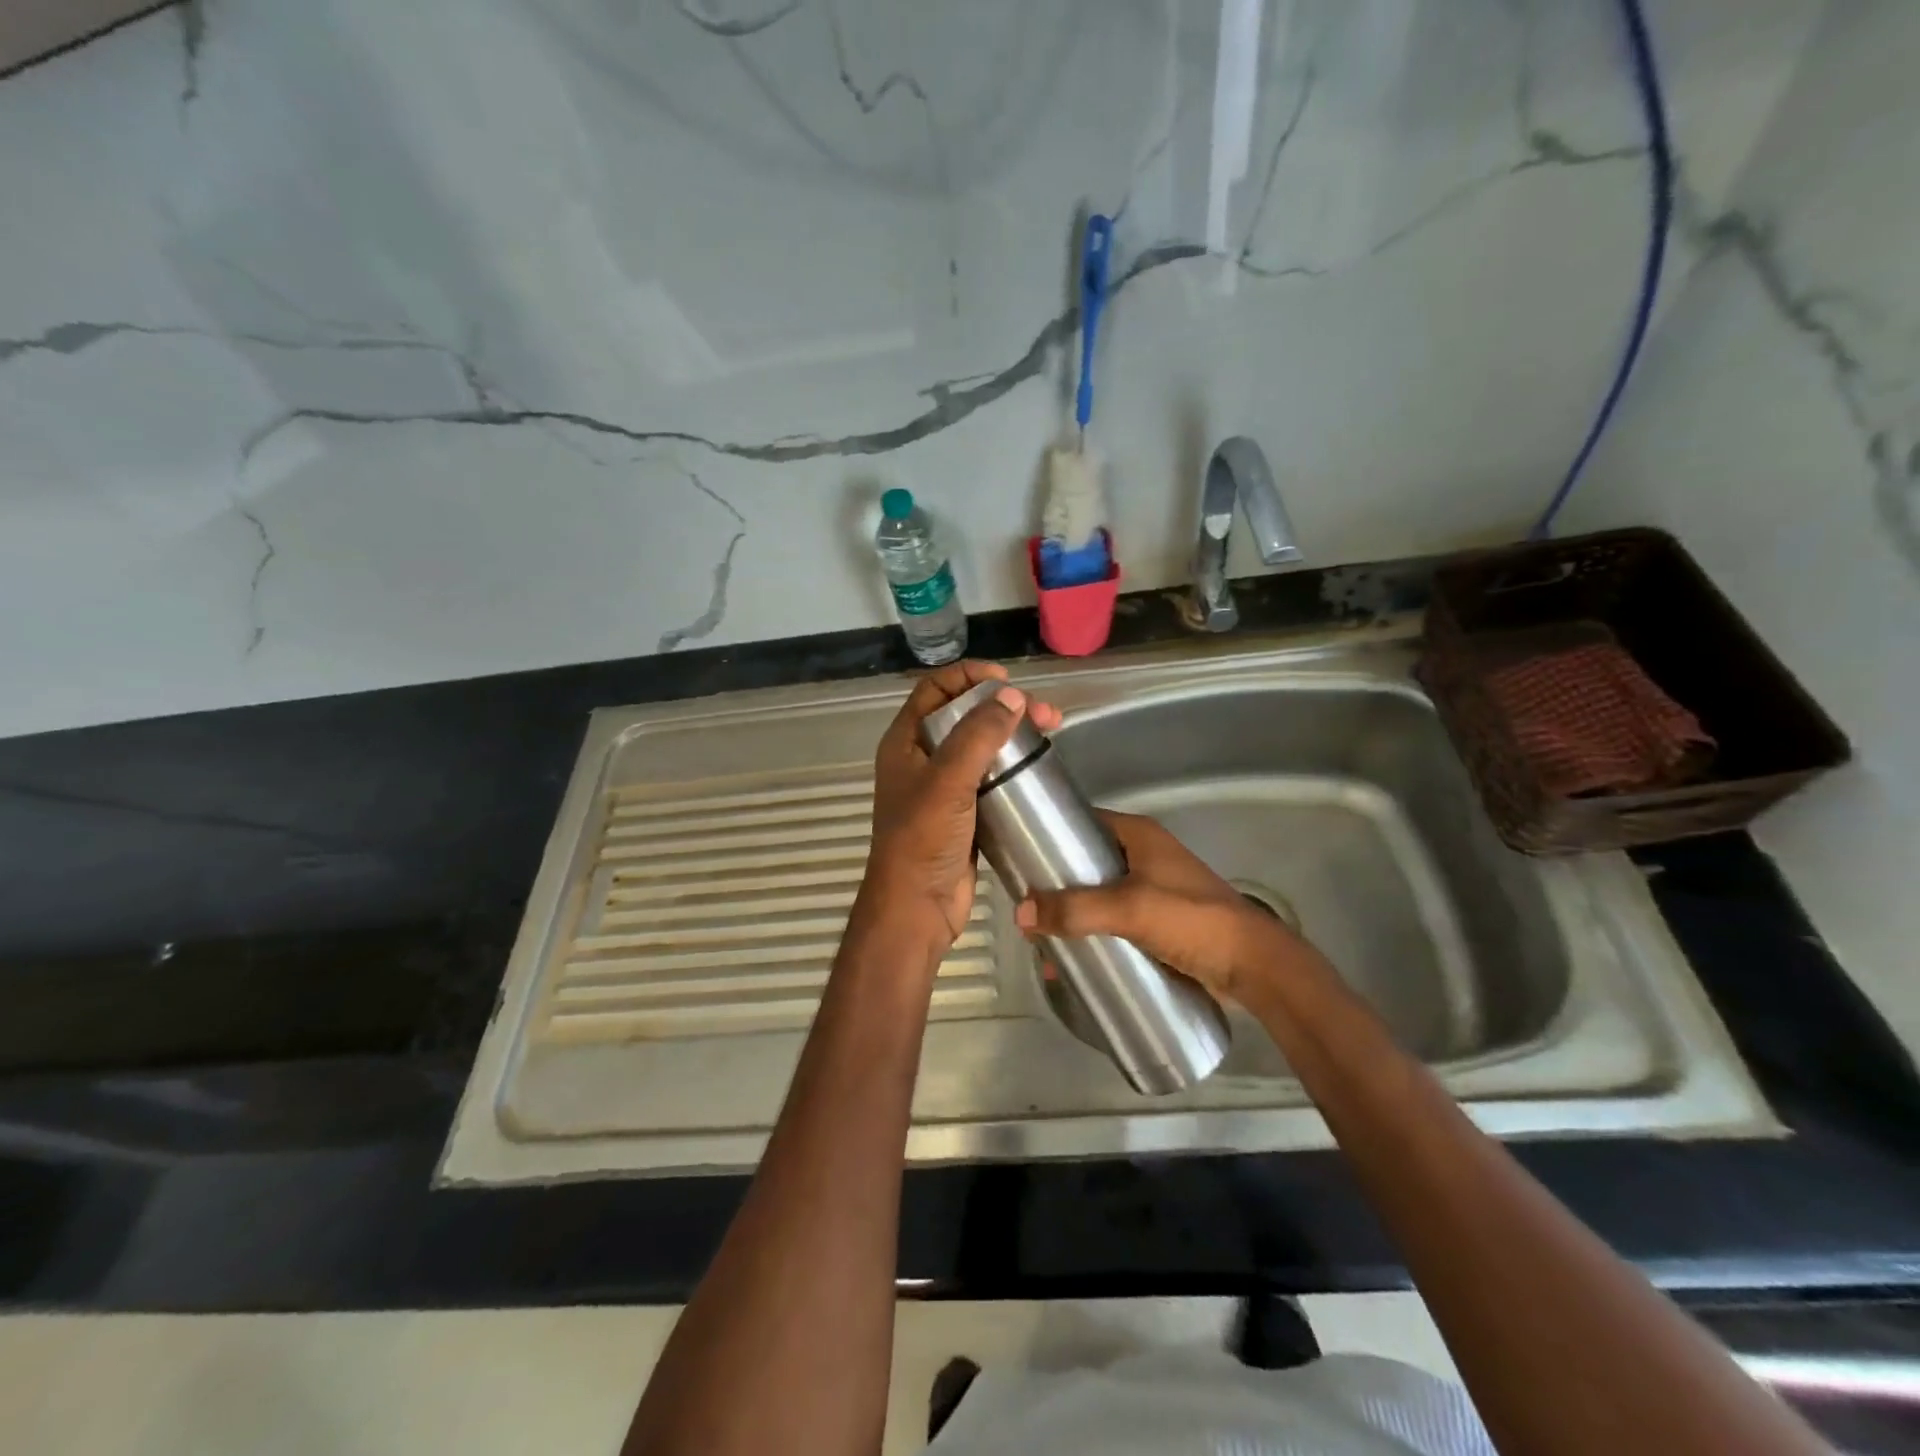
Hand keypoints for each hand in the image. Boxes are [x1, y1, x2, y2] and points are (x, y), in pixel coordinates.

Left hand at [861, 660, 1062, 959]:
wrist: (916, 907)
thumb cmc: (922, 839)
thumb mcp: (947, 781)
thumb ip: (978, 735)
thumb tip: (1012, 697)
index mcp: (905, 743)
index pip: (934, 690)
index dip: (968, 676)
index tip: (1005, 679)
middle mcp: (921, 759)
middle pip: (962, 716)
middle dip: (1002, 706)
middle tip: (1043, 711)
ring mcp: (943, 788)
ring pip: (980, 746)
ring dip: (1012, 734)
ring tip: (1051, 730)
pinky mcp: (964, 813)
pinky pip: (989, 778)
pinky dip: (1012, 766)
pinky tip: (1038, 765)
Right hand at [1013, 810, 1303, 1002]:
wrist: (1253, 965)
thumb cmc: (1192, 920)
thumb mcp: (1130, 908)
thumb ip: (1076, 909)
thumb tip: (1020, 913)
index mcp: (1139, 836)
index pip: (1083, 822)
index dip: (1051, 835)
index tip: (1019, 856)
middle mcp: (1143, 856)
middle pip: (1086, 862)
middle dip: (1055, 884)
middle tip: (1024, 905)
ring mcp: (1151, 889)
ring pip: (1097, 895)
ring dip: (1071, 914)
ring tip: (1040, 937)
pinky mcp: (1157, 921)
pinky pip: (1113, 922)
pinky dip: (1091, 934)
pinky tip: (1070, 958)